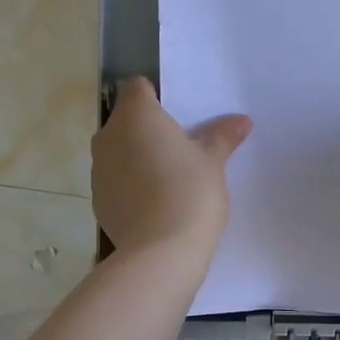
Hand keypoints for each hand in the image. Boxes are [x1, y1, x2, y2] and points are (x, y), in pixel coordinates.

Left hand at [93, 78, 251, 267]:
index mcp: (136, 116)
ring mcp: (98, 170)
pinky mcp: (98, 200)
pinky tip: (155, 202)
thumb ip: (222, 137)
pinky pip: (115, 180)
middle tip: (180, 146)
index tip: (177, 115)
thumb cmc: (189, 192)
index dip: (155, 96)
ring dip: (137, 156)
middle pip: (125, 120)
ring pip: (118, 151)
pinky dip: (131, 184)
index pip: (136, 87)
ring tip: (169, 177)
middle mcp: (108, 136)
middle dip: (147, 128)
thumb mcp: (213, 162)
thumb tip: (241, 121)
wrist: (160, 252)